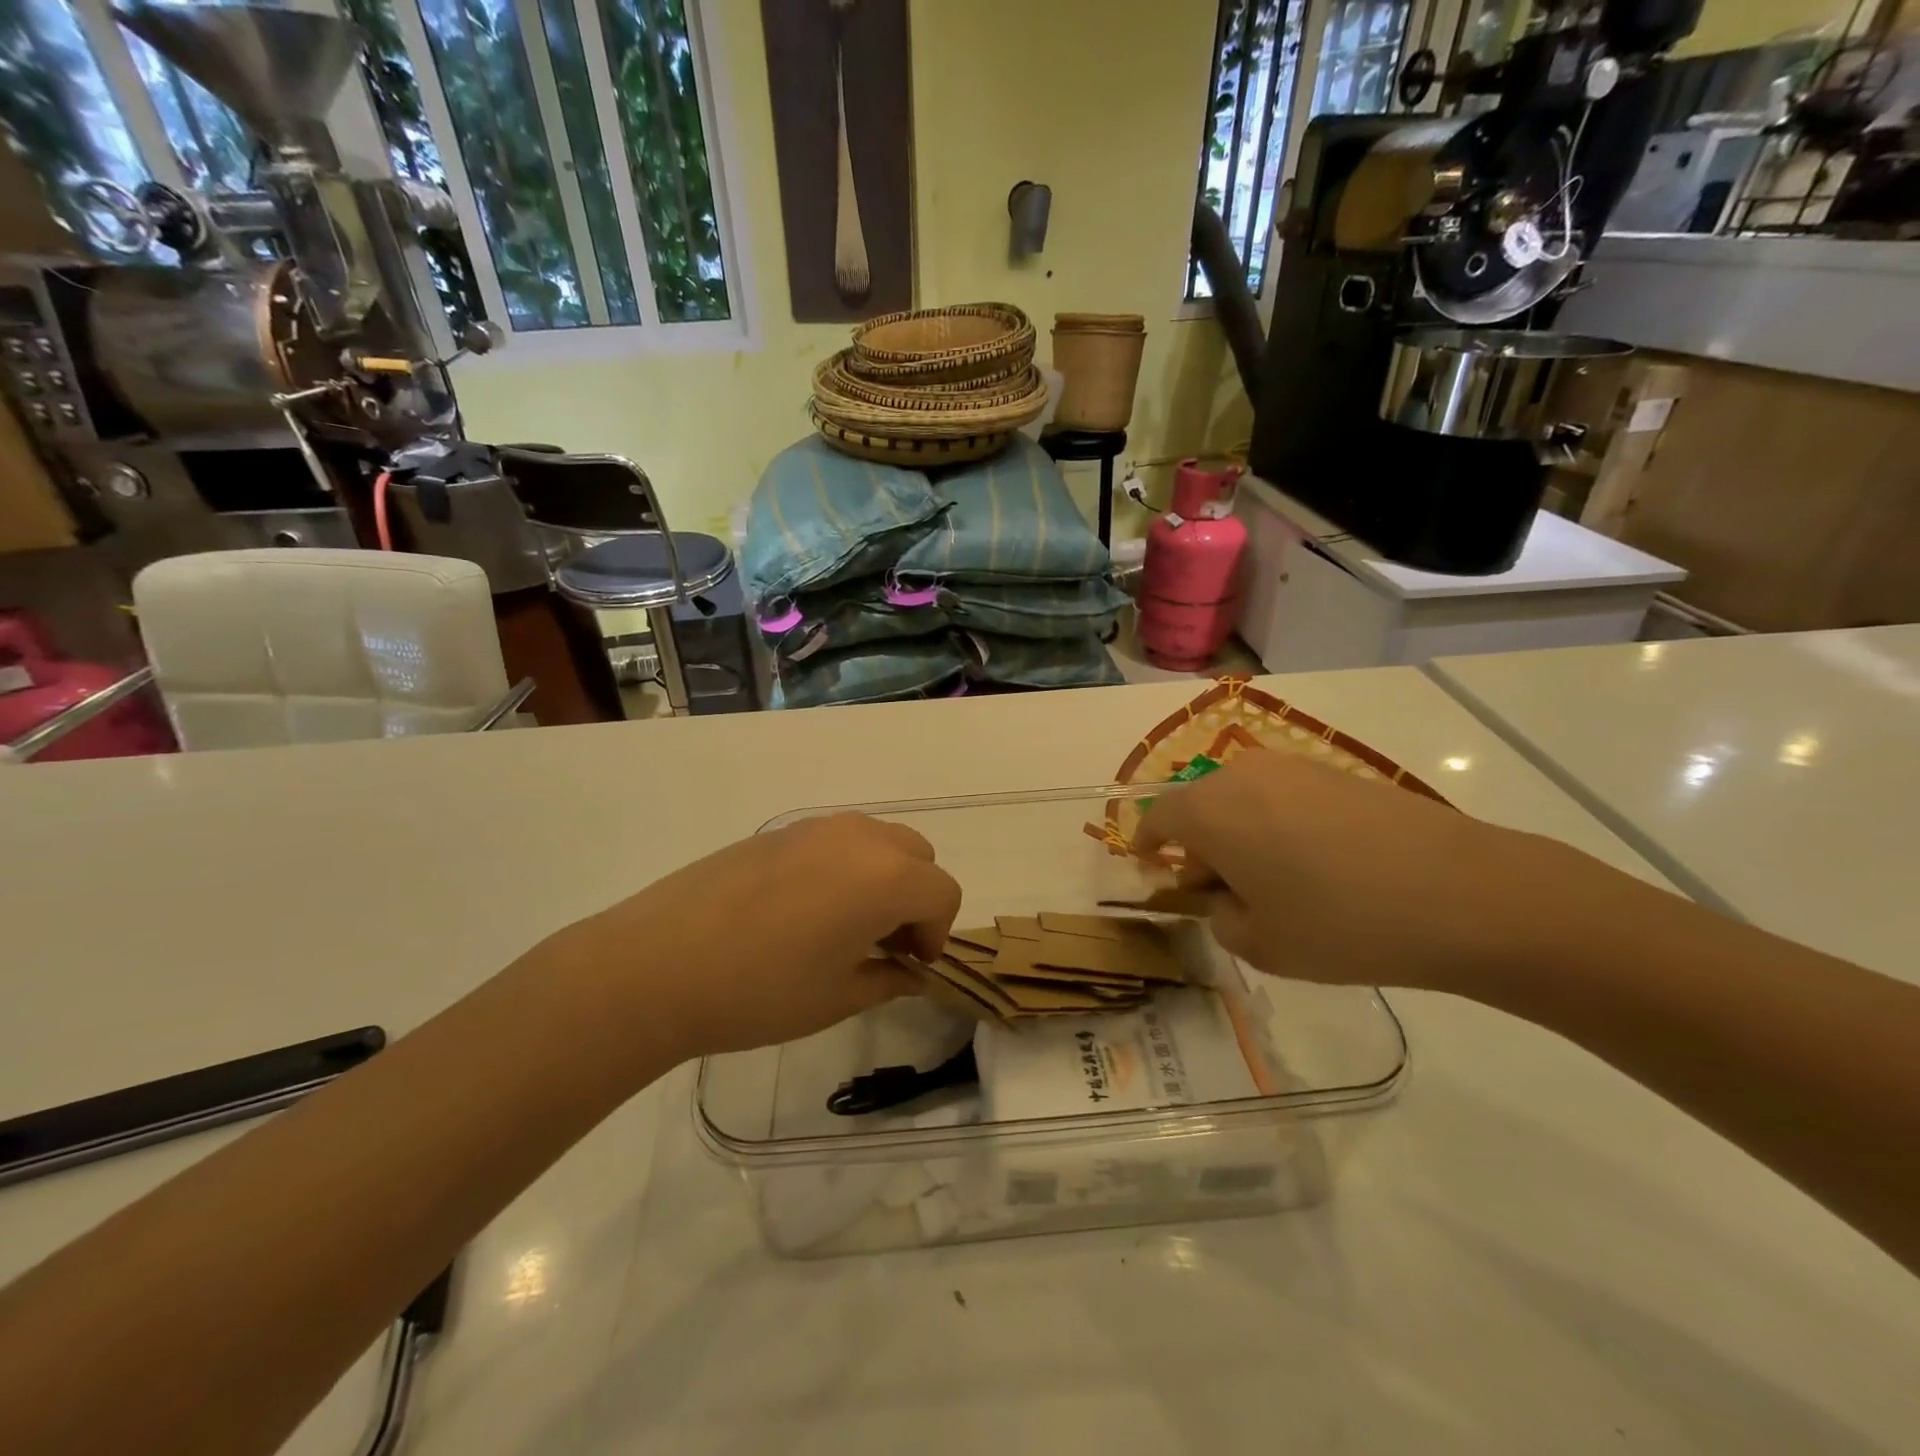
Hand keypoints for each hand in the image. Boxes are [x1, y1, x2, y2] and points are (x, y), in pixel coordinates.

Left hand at [553, 813, 961, 1057]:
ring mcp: (816, 827)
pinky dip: (845, 867)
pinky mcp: (780, 830)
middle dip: (916, 898)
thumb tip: (911, 973)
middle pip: (917, 856)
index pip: (942, 893)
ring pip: (878, 842)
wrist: (656, 964)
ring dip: (883, 878)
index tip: (911, 967)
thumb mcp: (836, 997)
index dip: (937, 934)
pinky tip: (805, 910)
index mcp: (886, 876)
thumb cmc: (760, 990)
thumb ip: (888, 979)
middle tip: (885, 944)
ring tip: (846, 926)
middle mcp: (860, 837)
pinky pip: (836, 841)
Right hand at [1135, 750, 1573, 992]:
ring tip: (1271, 883)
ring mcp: (1294, 768)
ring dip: (1240, 835)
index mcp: (1209, 811)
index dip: (1145, 844)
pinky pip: (1284, 797)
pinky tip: (1315, 866)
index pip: (1157, 819)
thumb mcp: (1262, 945)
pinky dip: (1278, 826)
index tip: (1146, 867)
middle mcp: (1242, 775)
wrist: (1464, 894)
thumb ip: (1222, 920)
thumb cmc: (1340, 924)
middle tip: (1218, 892)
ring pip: (1243, 800)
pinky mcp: (1337, 773)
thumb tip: (1225, 898)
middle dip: (1198, 847)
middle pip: (1200, 806)